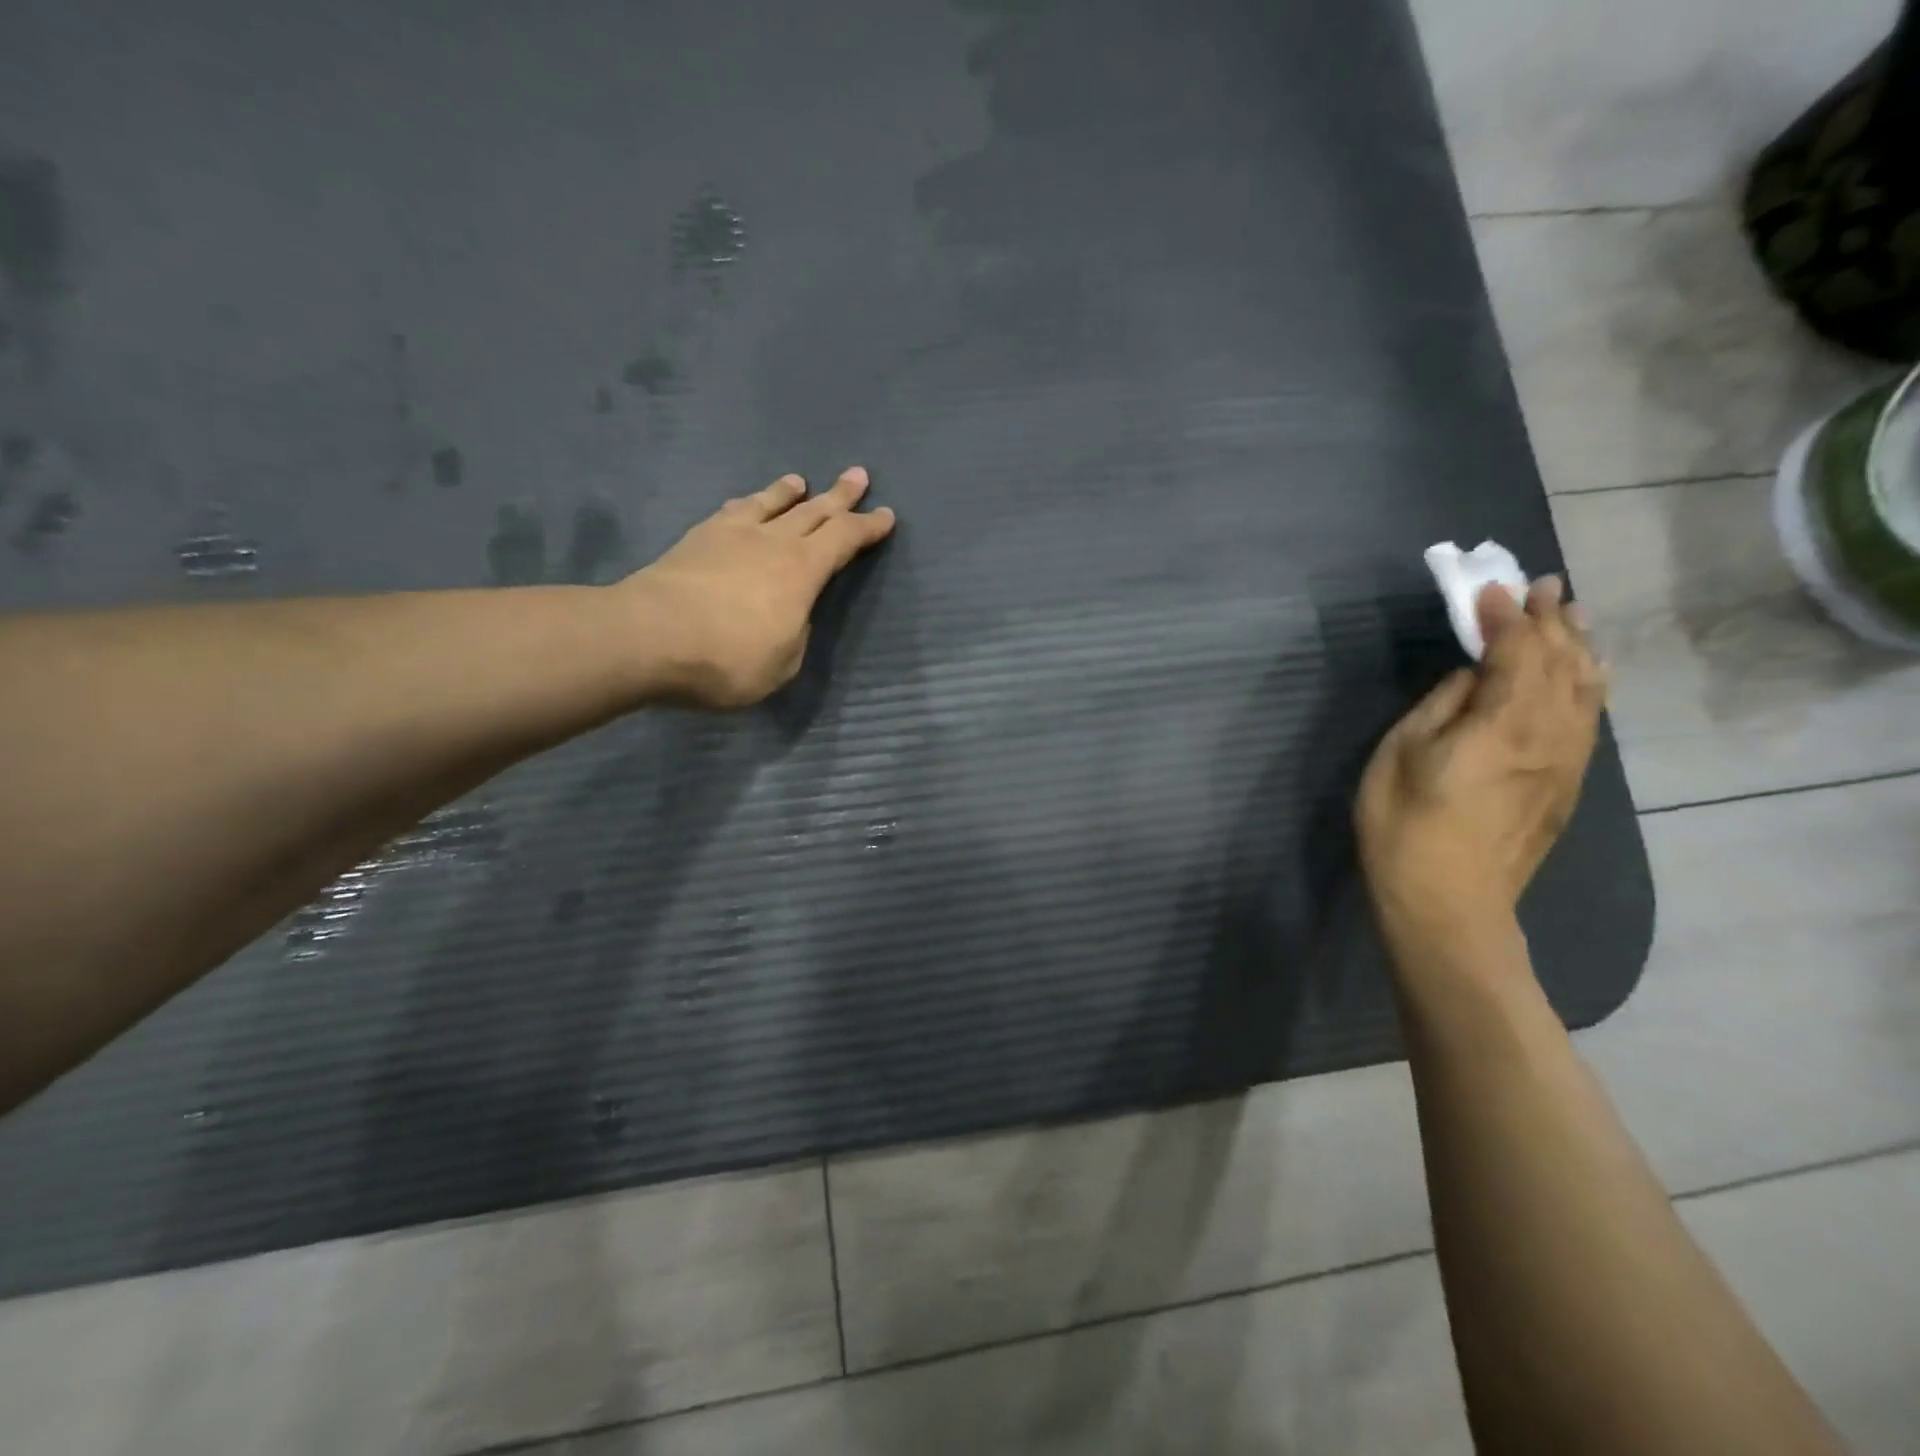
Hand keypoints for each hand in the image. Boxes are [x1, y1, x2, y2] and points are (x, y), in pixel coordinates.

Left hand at [625, 467, 895, 707]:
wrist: (649, 637)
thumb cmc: (728, 659)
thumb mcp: (783, 663)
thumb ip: (795, 634)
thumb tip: (790, 615)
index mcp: (803, 571)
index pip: (845, 539)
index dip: (868, 528)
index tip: (886, 516)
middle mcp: (773, 542)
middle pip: (814, 511)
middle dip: (840, 496)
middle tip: (857, 475)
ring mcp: (732, 535)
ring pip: (770, 503)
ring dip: (790, 492)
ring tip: (800, 481)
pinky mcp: (696, 538)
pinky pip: (733, 511)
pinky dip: (749, 503)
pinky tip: (747, 504)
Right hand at [1355, 577, 1606, 944]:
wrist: (1449, 901)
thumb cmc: (1405, 824)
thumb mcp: (1401, 755)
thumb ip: (1439, 706)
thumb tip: (1469, 678)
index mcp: (1502, 723)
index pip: (1515, 651)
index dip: (1504, 615)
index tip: (1489, 586)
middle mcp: (1550, 734)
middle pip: (1562, 662)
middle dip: (1551, 619)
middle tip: (1543, 585)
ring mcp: (1567, 761)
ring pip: (1586, 688)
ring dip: (1578, 646)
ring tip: (1571, 615)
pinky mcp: (1569, 784)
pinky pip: (1589, 717)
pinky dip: (1589, 683)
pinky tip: (1588, 672)